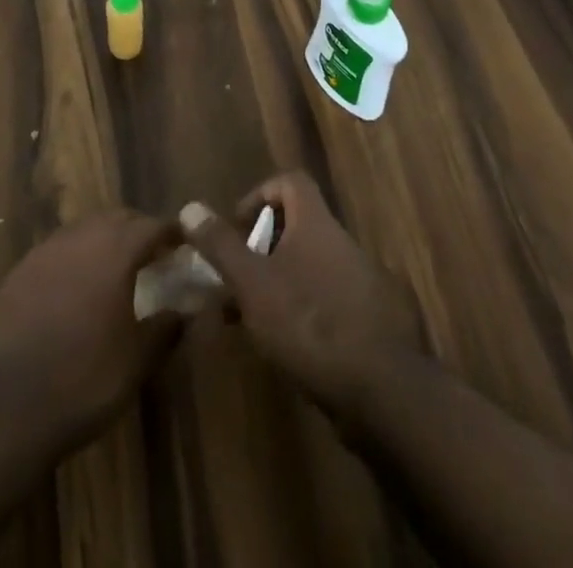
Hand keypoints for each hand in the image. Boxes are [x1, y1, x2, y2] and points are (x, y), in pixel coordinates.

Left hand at [0, 210, 184, 449]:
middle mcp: (81, 238)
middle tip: (152, 254)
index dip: (170, 232)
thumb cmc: (86, 379)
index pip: (151, 226)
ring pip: (84, 229)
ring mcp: (46, 251)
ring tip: (115, 268)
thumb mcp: (138, 360)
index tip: (183, 242)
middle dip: (137, 230)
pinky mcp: (20, 271)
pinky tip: (75, 286)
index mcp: (115, 251)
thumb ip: (166, 328)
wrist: (11, 406)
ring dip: (104, 239)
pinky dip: (74, 257)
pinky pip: (56, 250)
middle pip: (117, 218)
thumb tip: (185, 311)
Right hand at [179, 172, 419, 419]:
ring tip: (253, 318)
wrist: (382, 390)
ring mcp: (363, 281)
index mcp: (317, 223)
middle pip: (299, 225)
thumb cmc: (309, 323)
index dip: (260, 194)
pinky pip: (330, 298)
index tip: (238, 226)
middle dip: (263, 247)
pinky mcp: (374, 319)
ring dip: (281, 281)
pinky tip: (288, 345)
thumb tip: (190, 206)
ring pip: (312, 265)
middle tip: (237, 279)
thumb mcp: (253, 283)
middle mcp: (343, 242)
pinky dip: (305, 308)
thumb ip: (221, 245)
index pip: (290, 181)